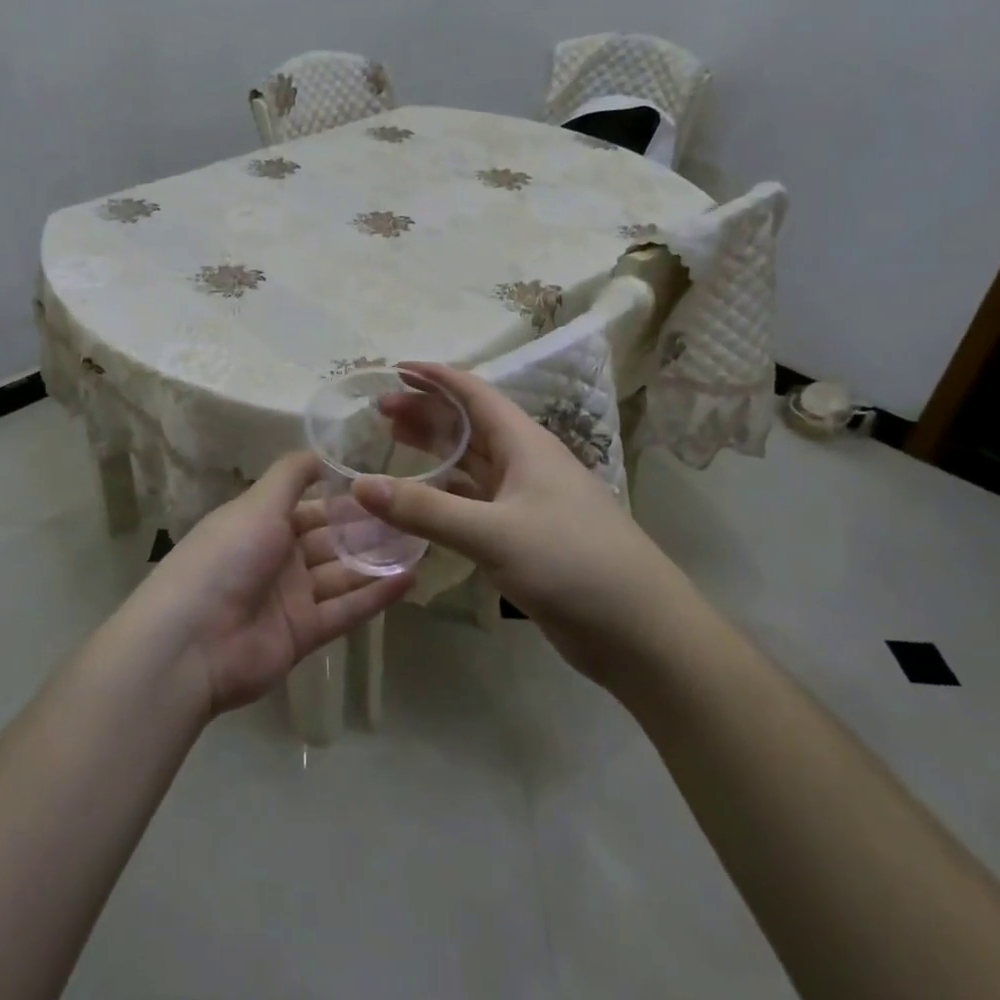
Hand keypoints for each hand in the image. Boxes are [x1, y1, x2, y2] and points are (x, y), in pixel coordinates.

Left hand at [133, 452, 414, 716]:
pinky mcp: (304, 634)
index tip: (387, 487)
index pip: (313, 508)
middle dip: (369, 530)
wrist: (192, 641)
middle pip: (332, 541)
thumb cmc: (226, 558)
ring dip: (378, 561)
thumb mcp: (257, 504)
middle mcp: (279, 558)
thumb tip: (319, 452)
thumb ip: (291, 476)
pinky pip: (345, 610)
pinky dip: (375, 596)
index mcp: (262, 524)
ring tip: (422, 544)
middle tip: (415, 516)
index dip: (346, 499)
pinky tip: (410, 580)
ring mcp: (292, 598)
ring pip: (343, 574)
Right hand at [351, 363, 687, 677]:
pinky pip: (475, 503)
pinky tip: (421, 501)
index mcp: (525, 444)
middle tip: (380, 411)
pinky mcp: (525, 537)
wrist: (639, 629)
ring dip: (435, 451)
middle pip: (469, 426)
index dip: (435, 378)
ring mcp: (527, 501)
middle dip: (427, 413)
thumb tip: (360, 485)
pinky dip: (445, 495)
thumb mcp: (492, 532)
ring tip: (392, 443)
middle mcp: (526, 463)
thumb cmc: (571, 562)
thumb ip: (425, 509)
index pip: (473, 394)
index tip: (395, 370)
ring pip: (472, 464)